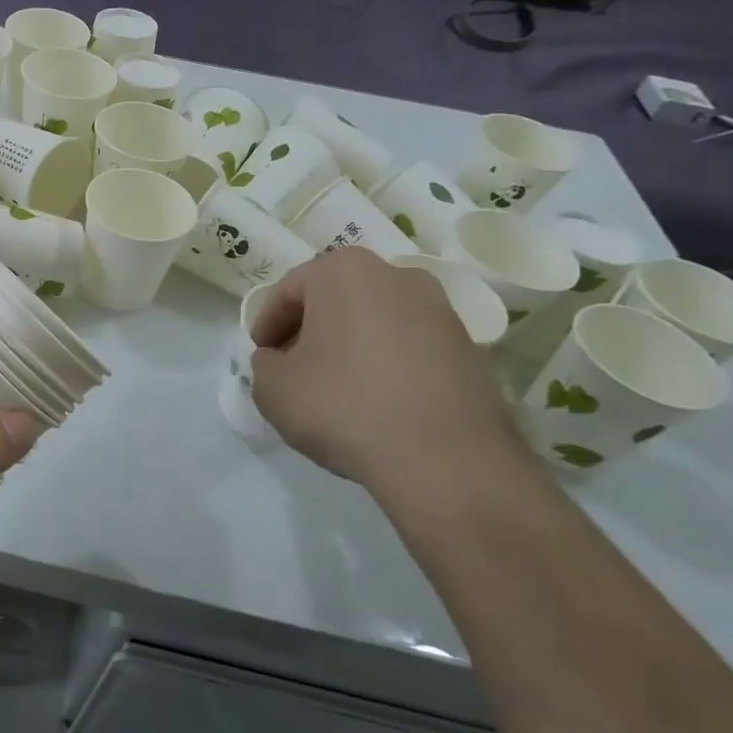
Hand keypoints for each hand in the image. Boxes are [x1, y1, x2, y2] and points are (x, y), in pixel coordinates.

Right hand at [248, 248, 524, 496]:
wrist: (446, 460)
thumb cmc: (344, 406)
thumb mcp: (272, 388)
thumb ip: (264, 364)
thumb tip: (282, 361)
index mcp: (344, 271)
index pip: (288, 291)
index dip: (267, 325)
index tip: (262, 356)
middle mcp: (396, 274)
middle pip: (335, 299)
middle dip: (310, 330)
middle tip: (294, 369)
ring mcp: (440, 309)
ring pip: (374, 320)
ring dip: (350, 346)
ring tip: (337, 389)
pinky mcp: (469, 346)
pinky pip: (409, 346)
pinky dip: (386, 364)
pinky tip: (377, 402)